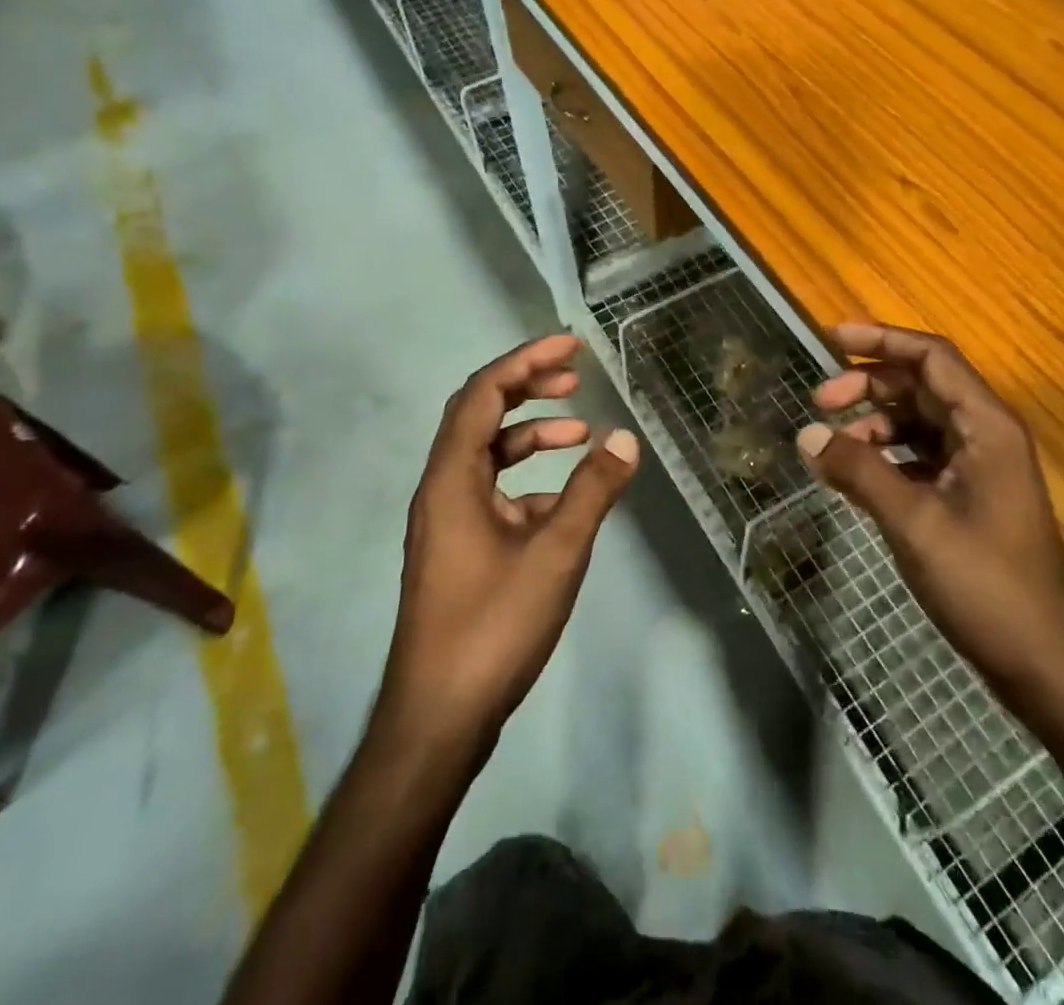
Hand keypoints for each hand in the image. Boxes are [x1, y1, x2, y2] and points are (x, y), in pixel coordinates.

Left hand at [378, 334, 639, 750]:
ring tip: (580, 432)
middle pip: (480, 415)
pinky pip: (495, 494)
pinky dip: (529, 482)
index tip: (570, 346)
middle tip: (574, 375)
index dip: (526, 361)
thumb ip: (592, 492)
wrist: (439, 718)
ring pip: (488, 456)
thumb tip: (625, 439)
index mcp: (452, 479)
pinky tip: (567, 501)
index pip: (483, 394)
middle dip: (527, 388)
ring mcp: (448, 521)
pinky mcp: (459, 549)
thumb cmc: (492, 627)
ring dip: (531, 435)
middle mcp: (442, 489)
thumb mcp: (555, 554)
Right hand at [797, 323, 1063, 715]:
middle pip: (921, 386)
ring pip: (917, 422)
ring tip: (831, 448)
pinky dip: (884, 458)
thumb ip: (859, 472)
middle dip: (868, 386)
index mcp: (986, 426)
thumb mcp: (914, 522)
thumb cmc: (987, 585)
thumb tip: (807, 434)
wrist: (1045, 664)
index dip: (882, 340)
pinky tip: (853, 478)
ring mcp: (978, 468)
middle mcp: (985, 435)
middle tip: (819, 402)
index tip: (832, 338)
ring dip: (873, 425)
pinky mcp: (968, 497)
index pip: (932, 357)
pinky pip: (919, 457)